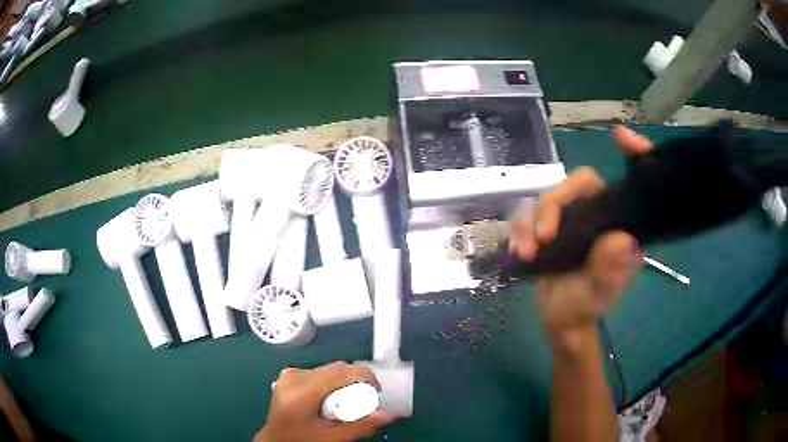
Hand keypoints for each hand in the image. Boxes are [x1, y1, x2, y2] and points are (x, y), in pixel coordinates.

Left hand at [255, 362, 395, 441]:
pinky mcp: (287, 375)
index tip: (376, 392)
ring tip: (346, 400)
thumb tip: (389, 414)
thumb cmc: (304, 441)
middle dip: (355, 380)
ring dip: (342, 380)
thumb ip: (361, 425)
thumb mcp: (333, 438)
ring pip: (327, 368)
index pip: (340, 372)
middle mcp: (294, 377)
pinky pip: (316, 371)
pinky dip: (329, 381)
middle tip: (364, 400)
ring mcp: (288, 375)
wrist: (276, 441)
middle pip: (335, 368)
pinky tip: (329, 397)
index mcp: (302, 393)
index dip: (364, 377)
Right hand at [510, 127, 652, 352]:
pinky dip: (520, 232)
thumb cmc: (586, 306)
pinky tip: (519, 253)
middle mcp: (595, 215)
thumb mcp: (598, 293)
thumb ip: (609, 271)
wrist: (561, 321)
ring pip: (547, 200)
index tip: (621, 138)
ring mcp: (571, 221)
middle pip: (574, 186)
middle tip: (543, 235)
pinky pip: (529, 217)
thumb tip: (620, 240)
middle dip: (554, 204)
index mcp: (617, 224)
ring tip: (527, 253)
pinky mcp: (548, 229)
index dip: (630, 158)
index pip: (624, 184)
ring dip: (531, 223)